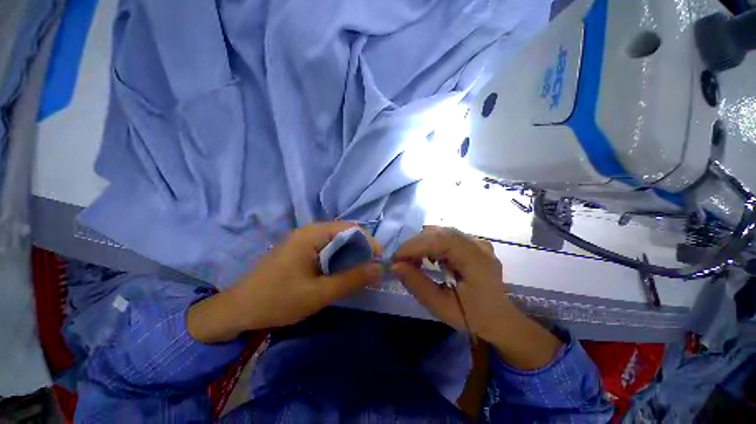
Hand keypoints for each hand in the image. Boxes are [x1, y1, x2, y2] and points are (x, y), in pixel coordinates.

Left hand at [188, 222, 382, 342]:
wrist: (238, 310)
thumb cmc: (277, 300)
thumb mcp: (319, 293)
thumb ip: (351, 279)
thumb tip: (379, 269)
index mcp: (313, 234)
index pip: (351, 229)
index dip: (369, 243)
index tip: (377, 263)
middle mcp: (310, 231)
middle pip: (345, 233)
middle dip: (361, 250)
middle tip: (368, 271)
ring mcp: (304, 239)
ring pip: (338, 241)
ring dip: (351, 255)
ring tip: (358, 274)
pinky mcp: (301, 249)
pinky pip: (328, 248)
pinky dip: (339, 259)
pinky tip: (340, 273)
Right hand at [392, 226, 561, 369]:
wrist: (501, 319)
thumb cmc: (475, 317)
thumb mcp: (443, 307)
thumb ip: (418, 284)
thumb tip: (395, 266)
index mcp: (476, 259)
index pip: (440, 240)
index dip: (414, 246)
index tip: (395, 258)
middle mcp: (477, 243)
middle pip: (439, 233)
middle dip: (415, 245)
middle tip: (401, 263)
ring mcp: (476, 241)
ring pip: (440, 232)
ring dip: (422, 244)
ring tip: (413, 262)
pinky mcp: (472, 243)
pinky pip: (446, 236)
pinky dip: (431, 245)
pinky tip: (429, 259)